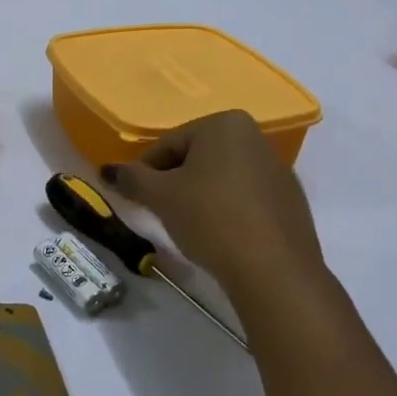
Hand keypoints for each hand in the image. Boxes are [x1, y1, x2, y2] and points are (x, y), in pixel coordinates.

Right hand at [101, 111, 327, 308]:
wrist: (273, 271)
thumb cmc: (210, 218)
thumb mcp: (160, 196)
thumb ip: (131, 178)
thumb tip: (106, 171)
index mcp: (225, 124)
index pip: (169, 145)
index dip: (145, 172)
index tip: (135, 197)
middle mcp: (256, 137)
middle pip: (196, 159)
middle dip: (173, 183)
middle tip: (158, 212)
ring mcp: (278, 171)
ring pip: (220, 179)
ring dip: (198, 197)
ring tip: (186, 227)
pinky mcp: (290, 202)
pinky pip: (245, 199)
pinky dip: (226, 211)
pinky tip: (218, 237)